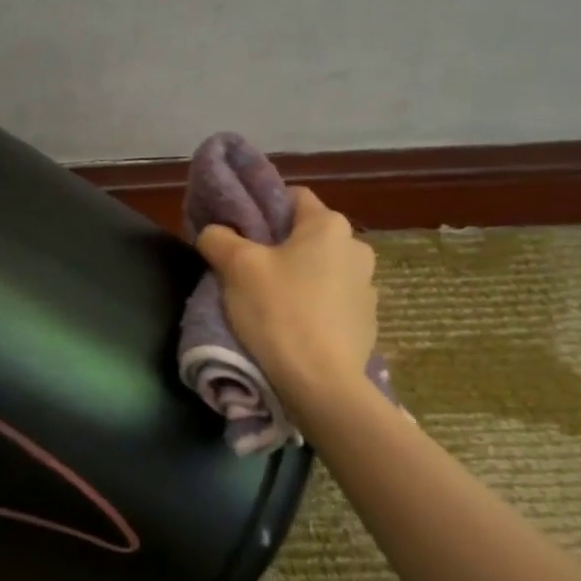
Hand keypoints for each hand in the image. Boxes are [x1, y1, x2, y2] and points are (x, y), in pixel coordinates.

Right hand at [195, 187, 378, 420]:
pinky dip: (313, 306)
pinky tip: (292, 327)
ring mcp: (367, 287)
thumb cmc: (279, 312)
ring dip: (297, 278)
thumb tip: (214, 232)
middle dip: (278, 247)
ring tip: (268, 304)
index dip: (262, 208)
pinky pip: (331, 301)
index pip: (292, 197)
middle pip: (306, 235)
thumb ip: (218, 238)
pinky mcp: (366, 322)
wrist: (321, 384)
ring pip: (320, 269)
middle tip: (246, 270)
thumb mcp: (236, 267)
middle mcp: (357, 248)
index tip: (239, 232)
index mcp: (329, 225)